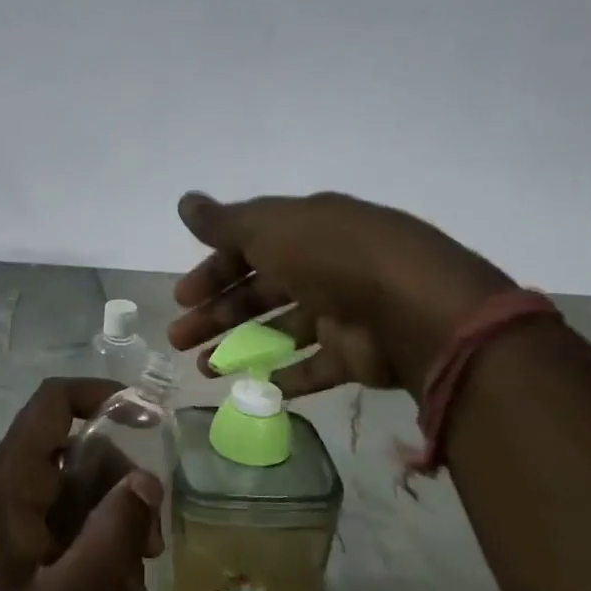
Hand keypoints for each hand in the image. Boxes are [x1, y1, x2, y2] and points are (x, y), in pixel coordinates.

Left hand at [0, 378, 163, 590]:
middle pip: (81, 455)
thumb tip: (148, 480)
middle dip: (124, 499)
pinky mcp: (15, 542)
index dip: (103, 396)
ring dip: (115, 539)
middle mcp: (6, 484)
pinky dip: (94, 558)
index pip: (54, 402)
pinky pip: (66, 528)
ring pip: (80, 497)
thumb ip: (111, 535)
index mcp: (8, 481)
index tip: (150, 420)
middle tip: (151, 552)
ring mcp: (9, 514)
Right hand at [167, 191, 513, 398]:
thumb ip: (225, 222)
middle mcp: (323, 266)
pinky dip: (286, 377)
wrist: (412, 306)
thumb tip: (184, 202)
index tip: (181, 297)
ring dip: (240, 347)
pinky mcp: (357, 353)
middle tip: (178, 338)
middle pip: (259, 291)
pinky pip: (315, 366)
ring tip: (205, 371)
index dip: (212, 270)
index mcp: (305, 230)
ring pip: (280, 330)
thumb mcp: (270, 227)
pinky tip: (254, 388)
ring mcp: (342, 311)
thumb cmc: (330, 256)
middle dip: (216, 313)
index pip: (249, 247)